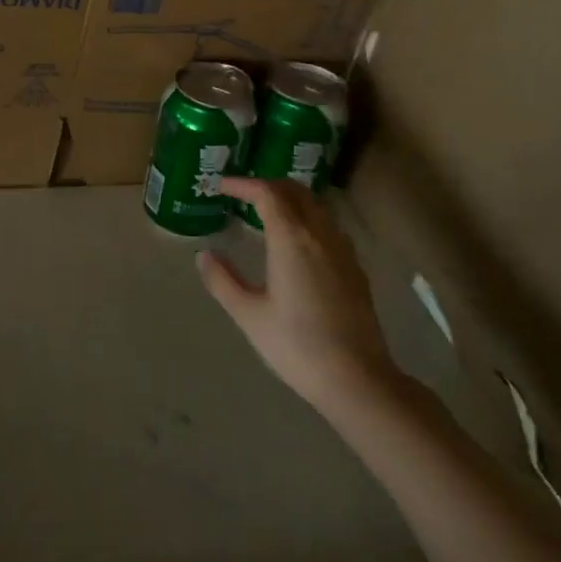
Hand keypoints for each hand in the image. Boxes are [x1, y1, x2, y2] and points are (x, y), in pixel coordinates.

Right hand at [197, 178, 400, 418]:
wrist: (356, 377)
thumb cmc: (295, 345)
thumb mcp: (249, 314)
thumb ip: (223, 281)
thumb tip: (204, 255)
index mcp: (292, 239)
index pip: (267, 193)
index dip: (243, 184)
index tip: (221, 186)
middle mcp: (320, 234)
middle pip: (295, 190)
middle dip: (267, 184)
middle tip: (242, 194)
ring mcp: (343, 250)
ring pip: (316, 205)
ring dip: (290, 198)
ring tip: (266, 213)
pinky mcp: (355, 267)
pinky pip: (328, 225)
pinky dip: (307, 217)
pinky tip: (297, 241)